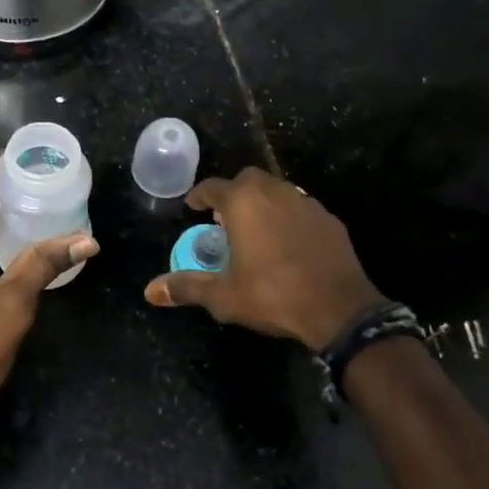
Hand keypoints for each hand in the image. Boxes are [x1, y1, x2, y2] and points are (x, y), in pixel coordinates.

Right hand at [143, 167, 381, 350]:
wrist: (339, 308)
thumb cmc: (272, 295)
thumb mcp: (223, 296)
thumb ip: (186, 287)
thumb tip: (149, 291)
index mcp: (243, 203)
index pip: (213, 187)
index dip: (199, 196)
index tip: (193, 207)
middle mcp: (273, 192)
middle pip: (247, 180)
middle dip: (233, 193)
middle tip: (225, 217)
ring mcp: (305, 202)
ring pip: (277, 189)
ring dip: (262, 202)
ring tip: (255, 228)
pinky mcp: (328, 218)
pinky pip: (301, 208)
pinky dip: (288, 216)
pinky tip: (288, 242)